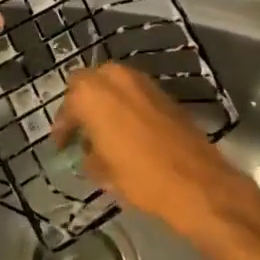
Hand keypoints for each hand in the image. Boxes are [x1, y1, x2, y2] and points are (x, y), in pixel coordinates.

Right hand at [51, 62, 250, 235]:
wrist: (197, 182)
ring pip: (113, 84)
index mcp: (92, 94)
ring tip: (105, 131)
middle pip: (89, 83)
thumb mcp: (103, 171)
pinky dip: (127, 106)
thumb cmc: (140, 176)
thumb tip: (89, 151)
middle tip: (81, 130)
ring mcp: (143, 82)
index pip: (67, 104)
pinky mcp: (164, 93)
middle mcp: (116, 77)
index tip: (62, 145)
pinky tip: (129, 131)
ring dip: (106, 102)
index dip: (63, 126)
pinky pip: (135, 93)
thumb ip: (89, 154)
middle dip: (82, 104)